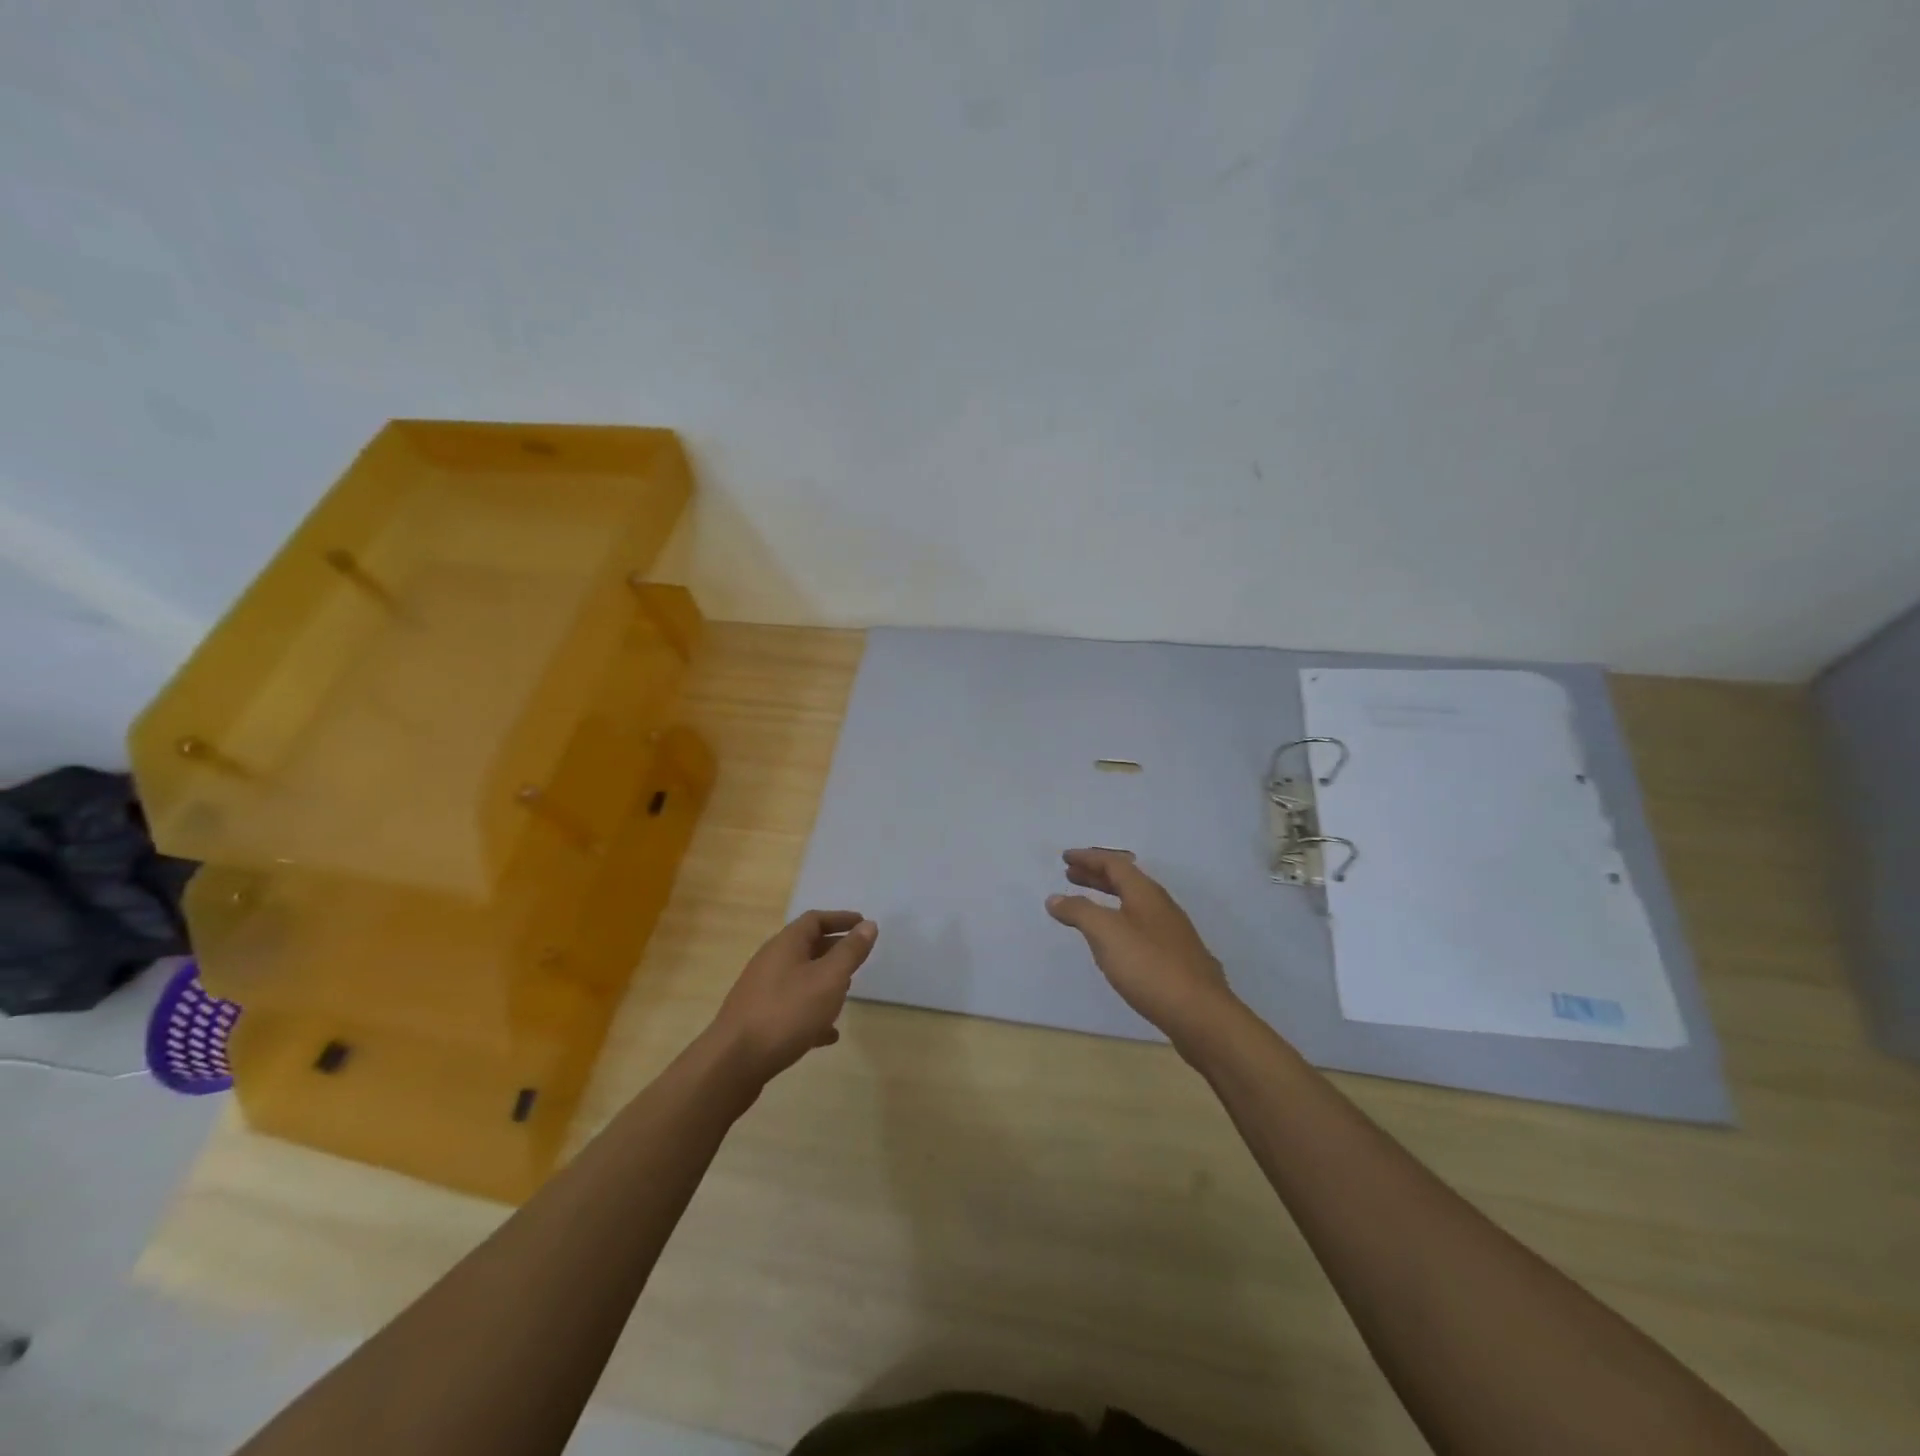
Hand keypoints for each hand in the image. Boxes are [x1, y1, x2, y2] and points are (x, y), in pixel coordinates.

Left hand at [710, 910, 877, 1081]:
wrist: (734, 1062)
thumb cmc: (787, 1012)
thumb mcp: (828, 979)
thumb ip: (850, 952)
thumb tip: (868, 925)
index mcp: (786, 944)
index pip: (815, 919)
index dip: (841, 919)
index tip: (864, 925)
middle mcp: (771, 961)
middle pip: (806, 947)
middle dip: (834, 950)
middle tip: (858, 959)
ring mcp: (762, 991)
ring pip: (800, 978)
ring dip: (824, 982)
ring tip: (846, 994)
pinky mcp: (758, 1019)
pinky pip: (792, 1008)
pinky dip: (812, 1013)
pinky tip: (828, 1034)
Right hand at [1046, 848, 1239, 1049]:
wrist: (1200, 1014)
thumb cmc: (1149, 966)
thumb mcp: (1106, 934)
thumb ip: (1079, 912)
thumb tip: (1055, 898)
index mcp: (1145, 893)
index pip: (1114, 864)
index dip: (1088, 858)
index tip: (1065, 857)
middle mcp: (1161, 906)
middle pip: (1125, 881)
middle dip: (1096, 875)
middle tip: (1070, 875)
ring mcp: (1171, 932)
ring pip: (1134, 903)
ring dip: (1107, 898)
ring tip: (1086, 906)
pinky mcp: (1175, 957)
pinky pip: (1140, 925)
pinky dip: (1119, 920)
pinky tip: (1114, 941)